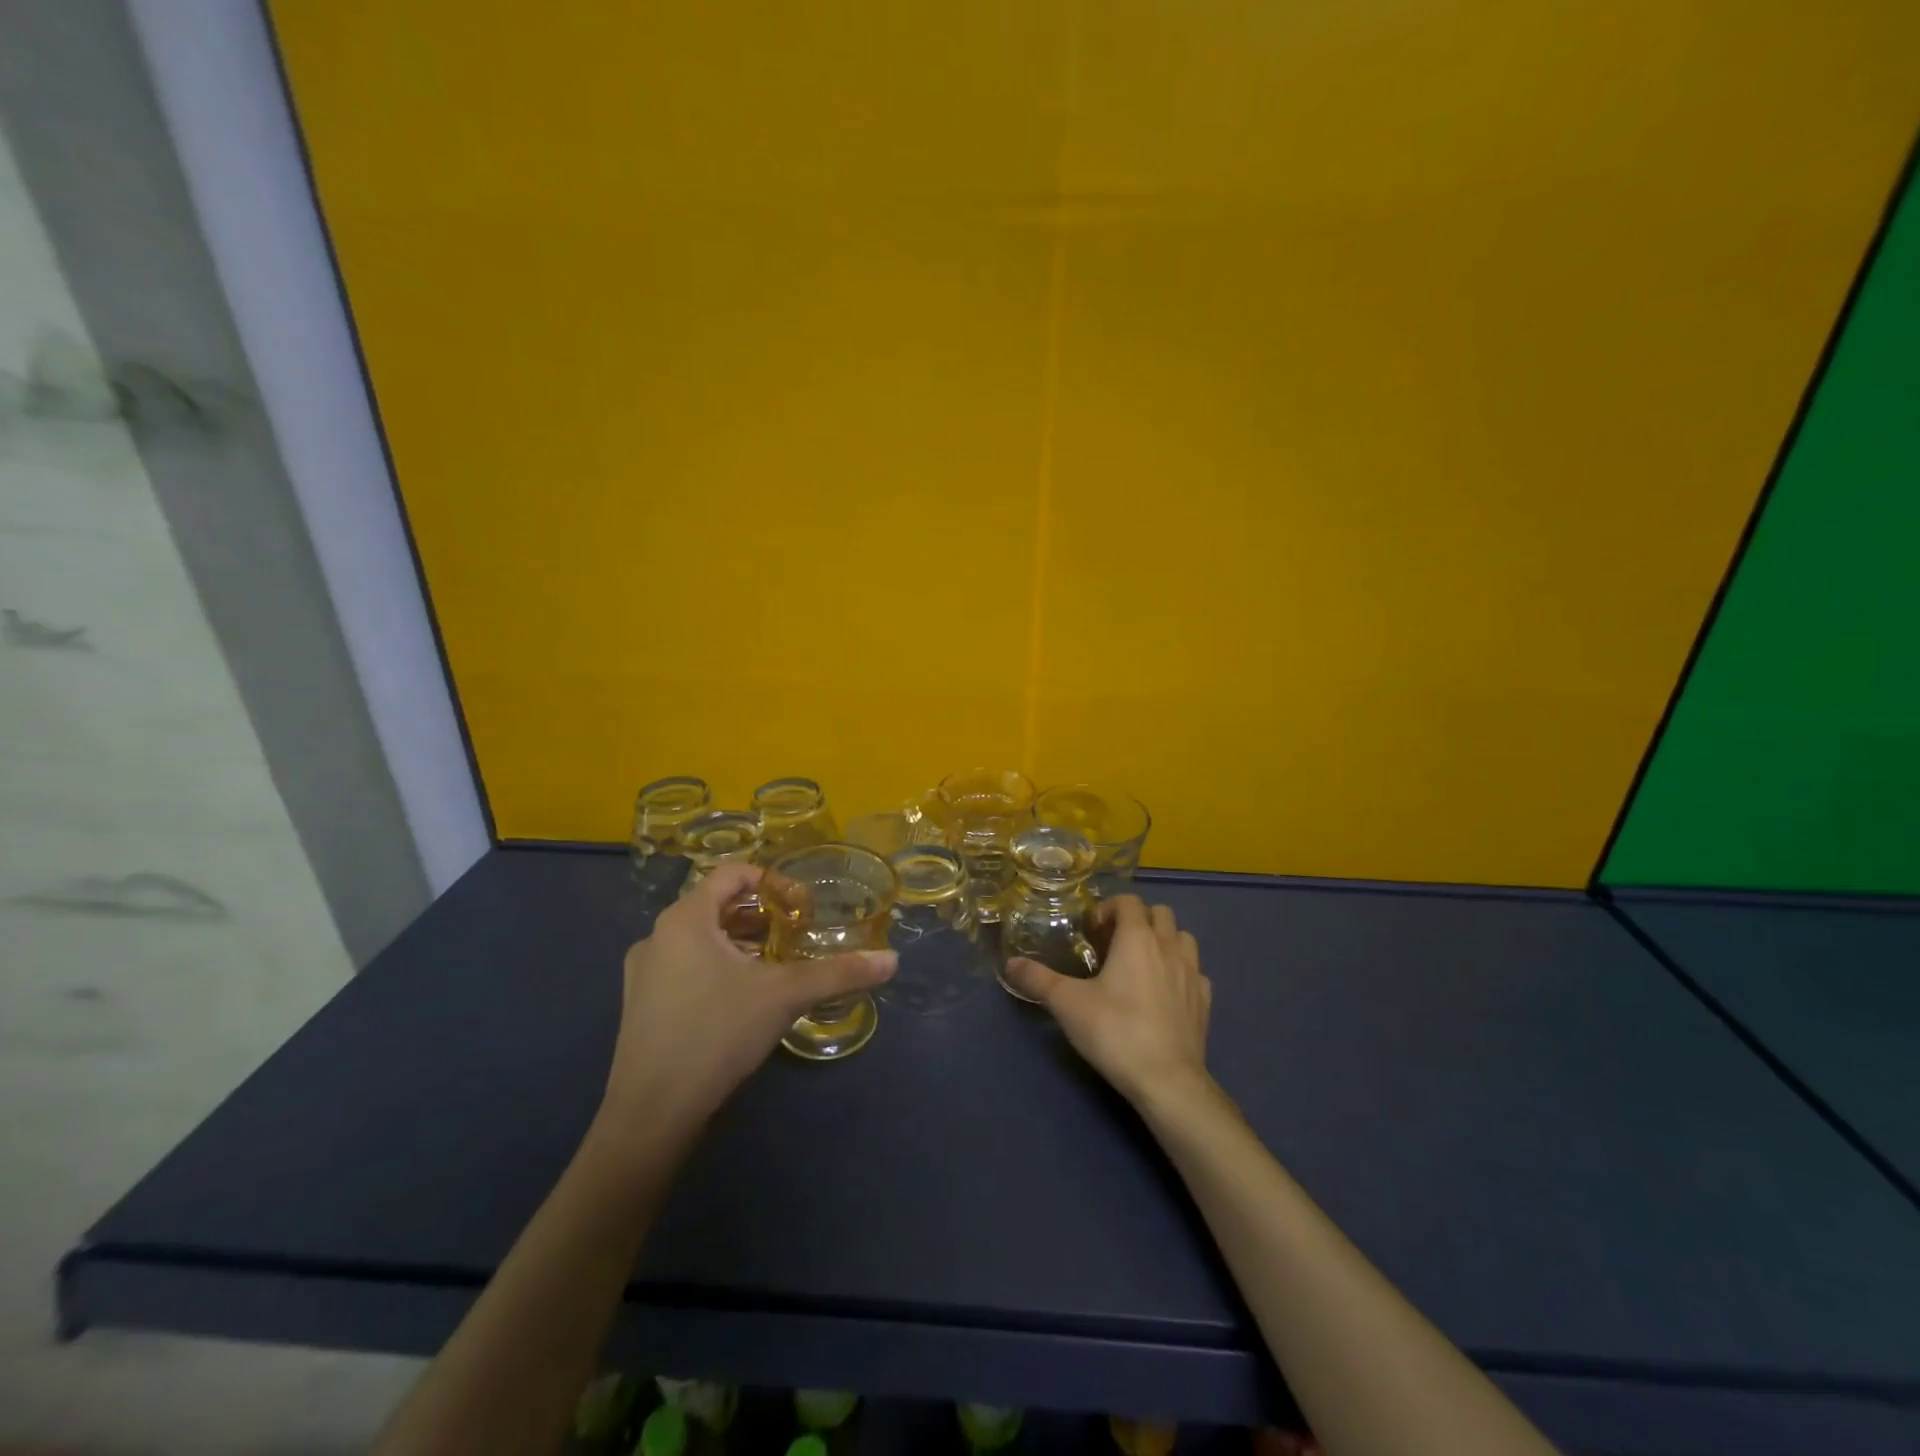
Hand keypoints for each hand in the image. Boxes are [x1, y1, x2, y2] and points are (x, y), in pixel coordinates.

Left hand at [598, 863, 896, 1132]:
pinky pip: (685, 966)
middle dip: (760, 916)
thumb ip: (839, 973)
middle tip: (796, 935)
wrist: (652, 1114)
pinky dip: (717, 967)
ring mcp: (643, 972)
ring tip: (775, 966)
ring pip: (700, 938)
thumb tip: (891, 960)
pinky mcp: (641, 1004)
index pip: (731, 873)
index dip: (771, 881)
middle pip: (716, 905)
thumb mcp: (785, 996)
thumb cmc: (716, 1034)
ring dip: (740, 943)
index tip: (801, 907)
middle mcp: (657, 935)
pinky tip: (742, 999)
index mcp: (685, 918)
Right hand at [1004, 895, 1211, 1107]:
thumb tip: (1010, 964)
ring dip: (1163, 941)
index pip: (1128, 901)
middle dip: (1137, 920)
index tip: (1091, 932)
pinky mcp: (1205, 1001)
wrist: (1167, 1081)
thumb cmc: (1115, 1031)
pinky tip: (1164, 992)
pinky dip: (1180, 971)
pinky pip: (1195, 972)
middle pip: (1159, 913)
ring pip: (1182, 938)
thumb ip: (1037, 979)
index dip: (1108, 908)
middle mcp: (1168, 946)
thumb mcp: (1067, 1004)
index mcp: (1137, 938)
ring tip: (1140, 964)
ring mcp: (1192, 973)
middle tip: (1113, 945)